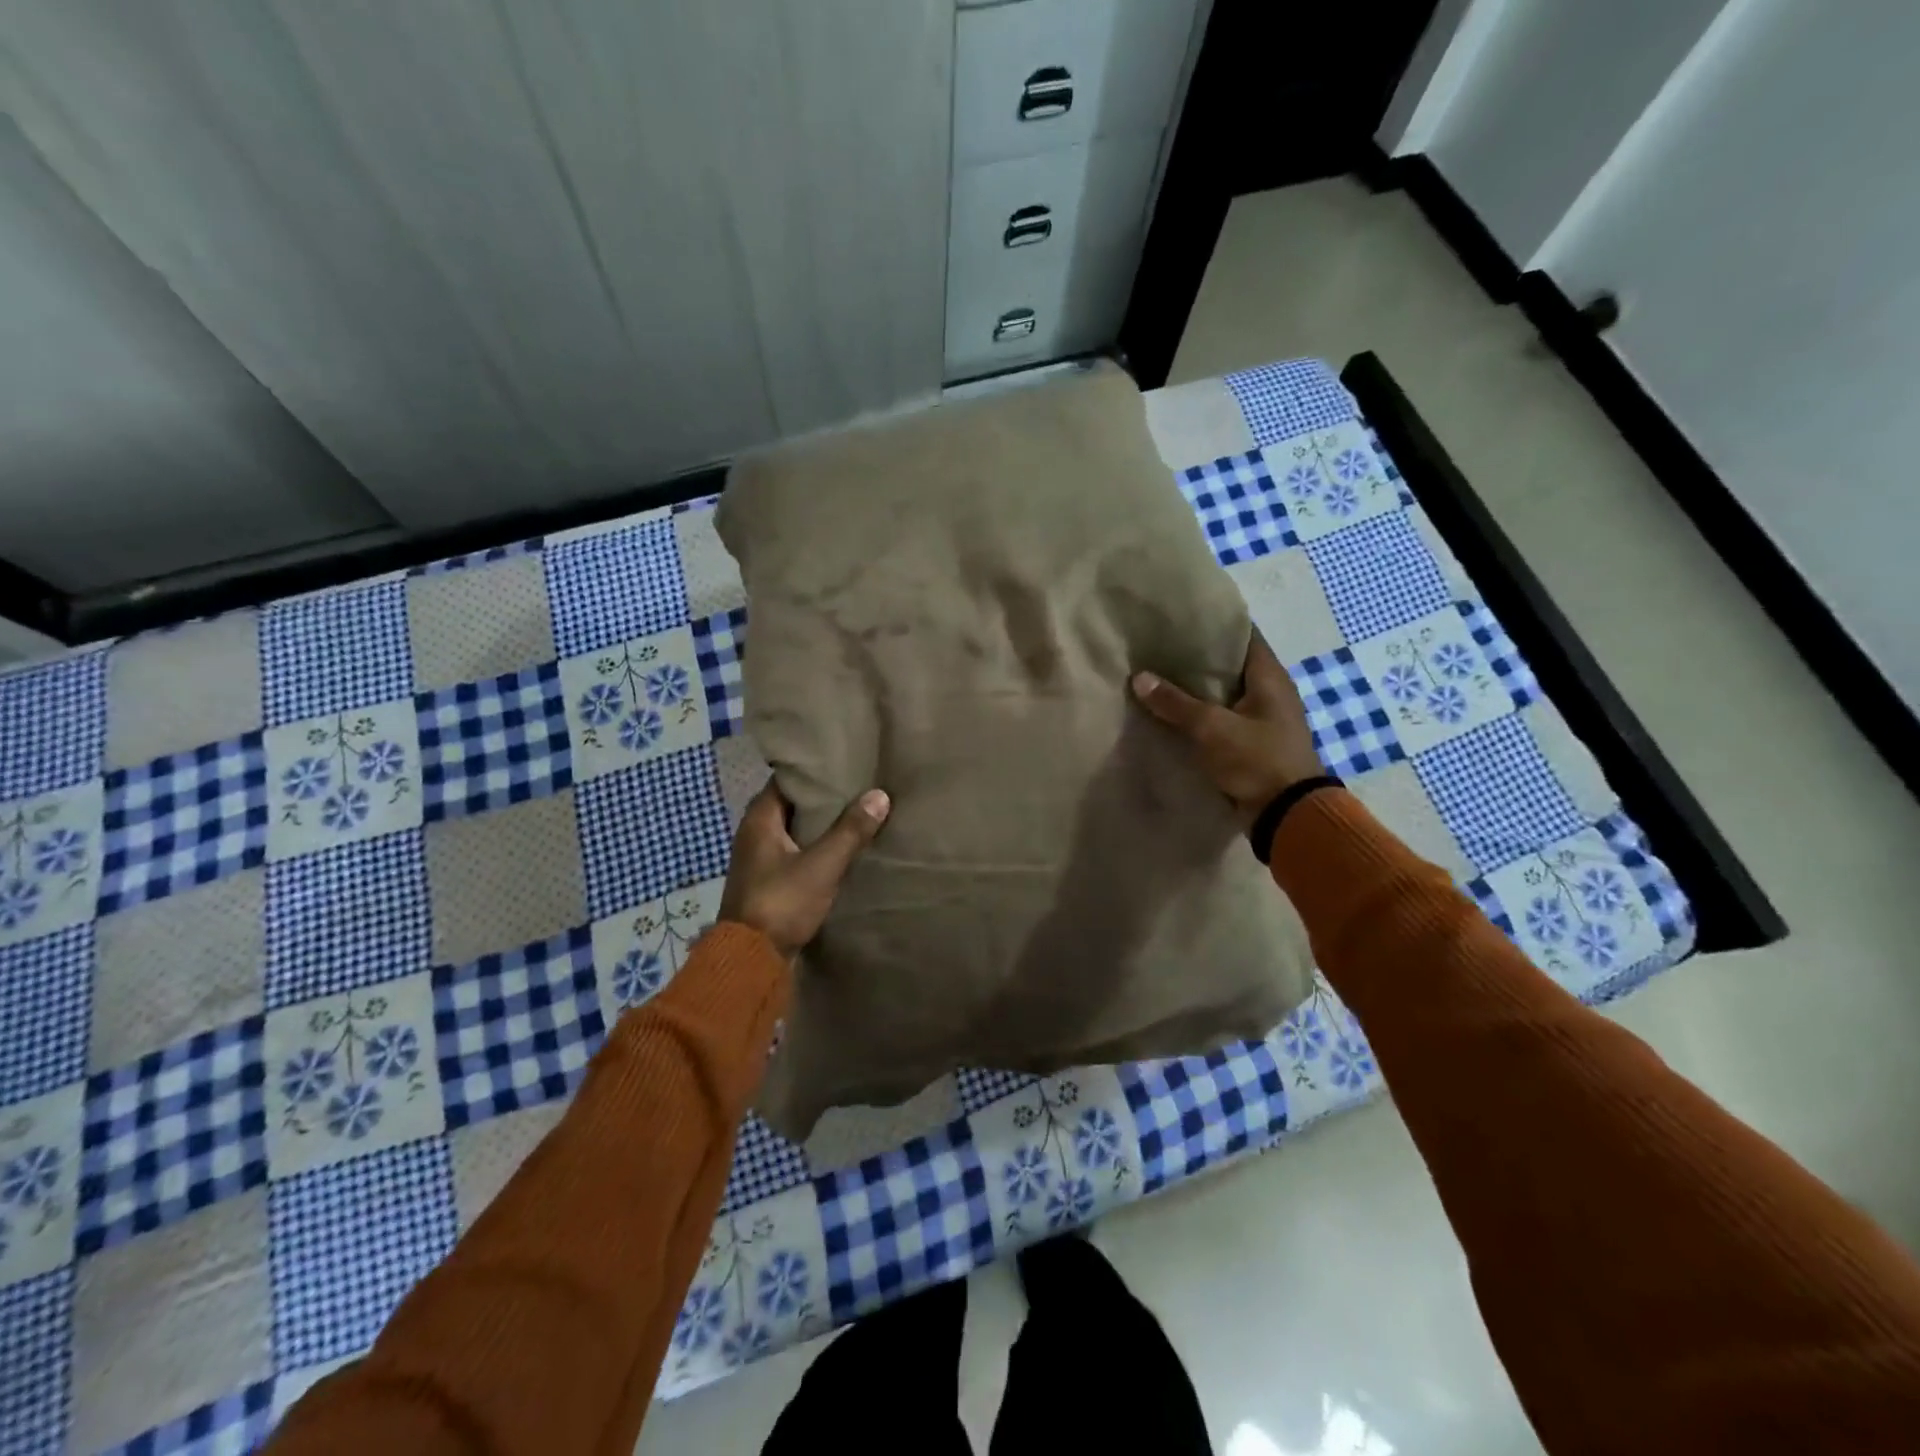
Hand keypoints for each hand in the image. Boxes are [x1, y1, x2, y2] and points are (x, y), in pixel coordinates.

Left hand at [718, 783, 890, 958]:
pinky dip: (815, 847)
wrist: (750, 959)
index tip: (843, 764)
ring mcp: (758, 859)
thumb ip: (850, 831)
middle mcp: (753, 833)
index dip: (813, 772)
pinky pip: (795, 853)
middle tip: (857, 786)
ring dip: (819, 825)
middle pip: (791, 804)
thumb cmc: (782, 902)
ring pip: (794, 830)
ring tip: (856, 813)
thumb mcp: (822, 865)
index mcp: (758, 819)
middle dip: (821, 798)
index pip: (786, 780)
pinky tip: (841, 849)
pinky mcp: (767, 881)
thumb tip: (879, 795)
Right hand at [1131, 632, 1322, 825]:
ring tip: (1160, 677)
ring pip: (1224, 693)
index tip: (1181, 619)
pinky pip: (1223, 719)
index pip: (1242, 635)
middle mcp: (1270, 692)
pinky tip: (1173, 713)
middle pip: (1230, 664)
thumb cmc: (1257, 760)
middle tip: (1160, 648)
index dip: (1213, 624)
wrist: (1287, 814)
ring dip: (1197, 688)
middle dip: (1197, 657)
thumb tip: (1140, 677)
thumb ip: (1175, 703)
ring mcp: (1263, 719)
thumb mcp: (1212, 728)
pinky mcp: (1253, 742)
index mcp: (1269, 676)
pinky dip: (1202, 714)